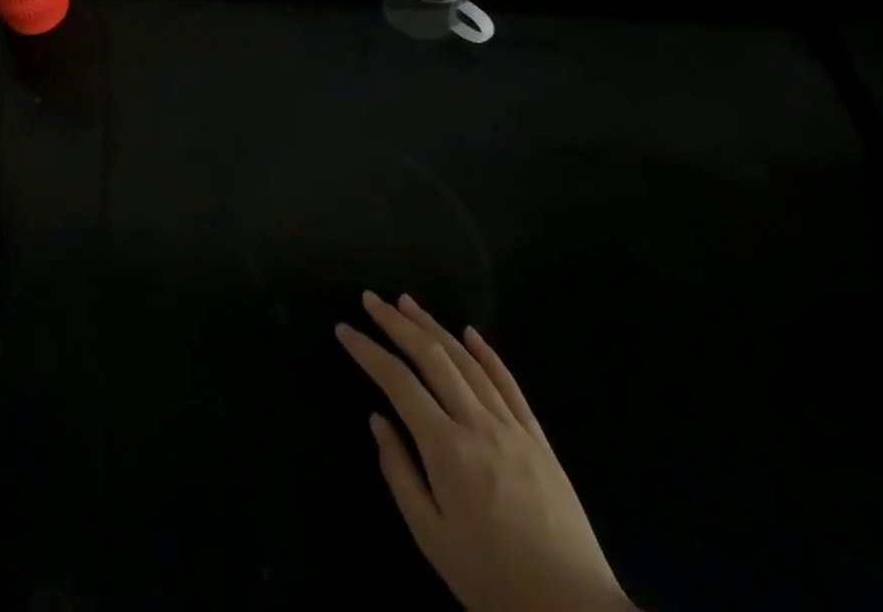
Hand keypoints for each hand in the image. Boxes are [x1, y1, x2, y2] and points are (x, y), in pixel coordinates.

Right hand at [337, 293, 632, 611]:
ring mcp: (512, 427)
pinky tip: (470, 333)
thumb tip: (377, 421)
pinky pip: (509, 384)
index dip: (367, 351)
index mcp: (446, 448)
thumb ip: (399, 473)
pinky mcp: (539, 439)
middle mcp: (477, 423)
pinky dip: (487, 353)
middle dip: (396, 323)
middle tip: (371, 299)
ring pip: (466, 361)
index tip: (344, 330)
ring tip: (407, 303)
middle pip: (431, 357)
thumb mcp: (432, 538)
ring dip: (433, 326)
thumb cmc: (494, 582)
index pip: (397, 382)